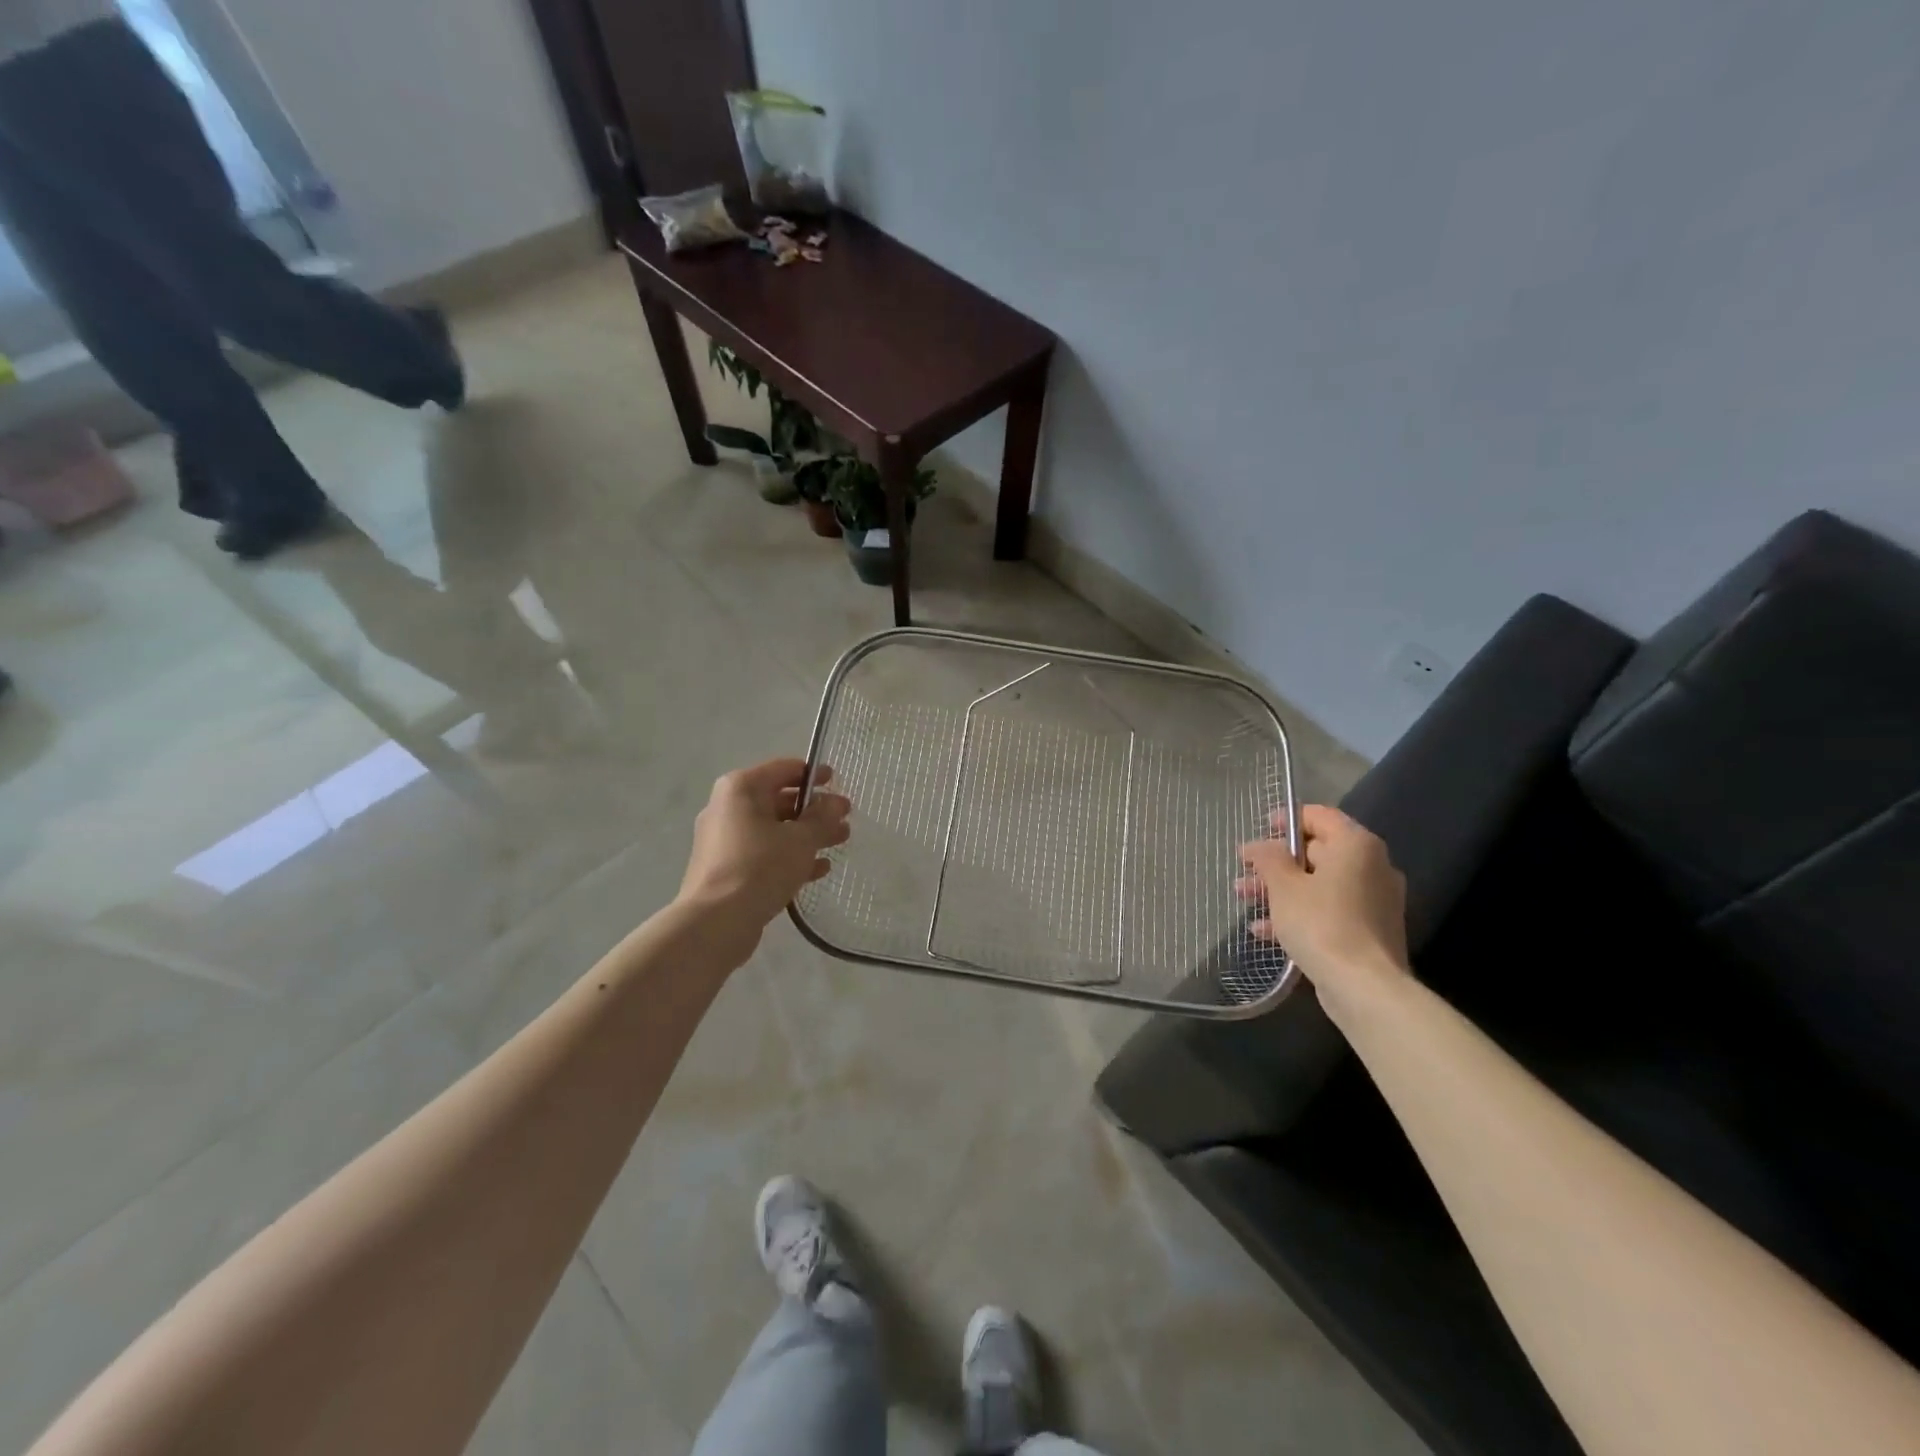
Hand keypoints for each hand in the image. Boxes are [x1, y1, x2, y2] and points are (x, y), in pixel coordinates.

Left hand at [677, 759, 851, 940]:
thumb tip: (837, 803)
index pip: (784, 769)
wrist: (716, 922)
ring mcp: (724, 840)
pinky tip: (818, 870)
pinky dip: (789, 856)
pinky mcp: (726, 868)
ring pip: (774, 829)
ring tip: (839, 842)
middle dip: (814, 810)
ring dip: (807, 834)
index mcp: (741, 788)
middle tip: (845, 819)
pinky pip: (764, 853)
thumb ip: (822, 818)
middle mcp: (728, 808)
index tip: (838, 783)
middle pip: (779, 800)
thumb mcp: (801, 839)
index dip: (814, 775)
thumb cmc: (760, 866)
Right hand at [1238, 805, 1409, 1000]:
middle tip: (1245, 872)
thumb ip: (1267, 858)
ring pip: (1320, 884)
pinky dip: (1300, 913)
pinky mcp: (1370, 930)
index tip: (1260, 830)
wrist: (1364, 987)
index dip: (1287, 819)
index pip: (1320, 816)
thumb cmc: (1321, 923)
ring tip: (1245, 900)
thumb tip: (1259, 846)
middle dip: (1276, 862)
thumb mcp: (1283, 885)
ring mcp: (1374, 900)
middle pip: (1318, 852)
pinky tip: (1265, 930)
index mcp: (1356, 845)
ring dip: (1282, 890)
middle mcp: (1372, 866)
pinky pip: (1329, 910)